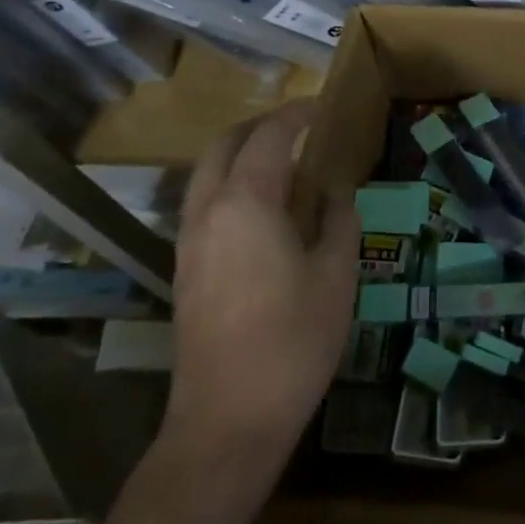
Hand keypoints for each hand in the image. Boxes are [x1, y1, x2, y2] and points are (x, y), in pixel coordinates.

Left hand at [164, 100, 359, 458]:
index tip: (322, 105)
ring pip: (206, 175)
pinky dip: (231, 185)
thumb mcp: (336, 274)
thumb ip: (339, 220)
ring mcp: (189, 242)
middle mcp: (208, 212)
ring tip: (284, 163)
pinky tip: (264, 209)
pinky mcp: (185, 269)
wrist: (228, 418)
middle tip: (300, 127)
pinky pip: (204, 204)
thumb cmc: (294, 340)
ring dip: (240, 155)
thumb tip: (335, 193)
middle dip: (259, 127)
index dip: (296, 114)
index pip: (268, 138)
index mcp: (246, 203)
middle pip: (223, 146)